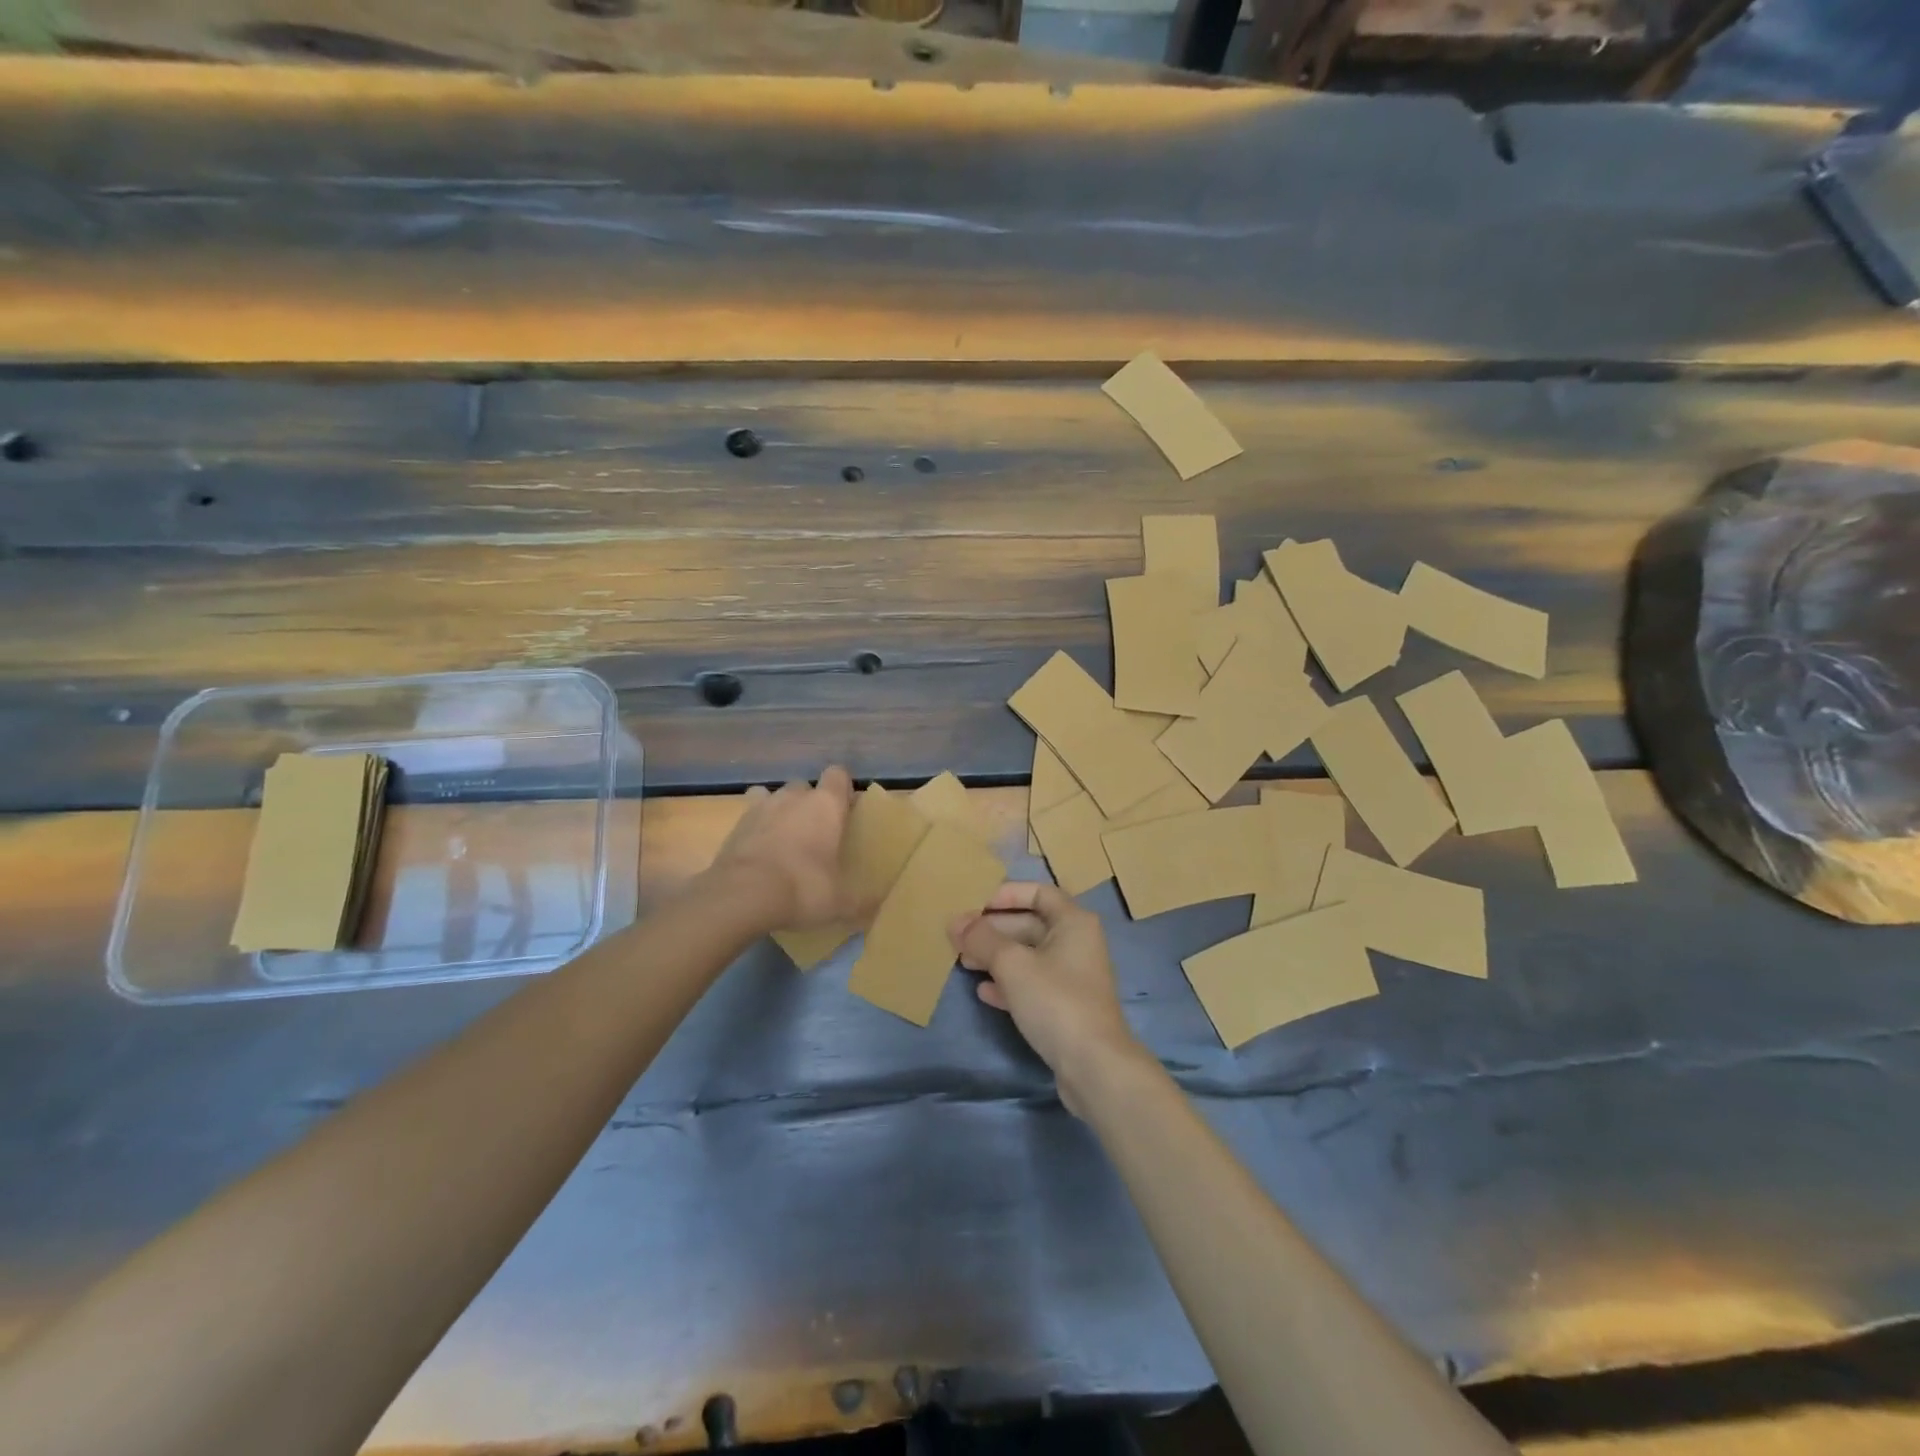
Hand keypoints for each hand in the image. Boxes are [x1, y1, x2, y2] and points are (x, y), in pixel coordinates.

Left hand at [709, 767, 855, 931]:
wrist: (742, 895)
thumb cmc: (803, 888)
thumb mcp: (841, 902)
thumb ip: (861, 901)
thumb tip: (876, 908)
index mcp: (826, 805)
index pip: (838, 774)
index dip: (842, 789)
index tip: (845, 811)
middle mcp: (794, 797)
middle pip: (805, 786)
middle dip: (809, 803)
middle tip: (815, 833)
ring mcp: (761, 807)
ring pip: (774, 797)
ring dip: (781, 812)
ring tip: (784, 840)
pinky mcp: (735, 824)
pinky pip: (750, 816)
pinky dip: (756, 829)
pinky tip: (758, 852)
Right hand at [949, 882, 1147, 1116]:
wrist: (1094, 1066)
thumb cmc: (1055, 1001)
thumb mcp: (1012, 964)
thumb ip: (982, 938)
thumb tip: (956, 922)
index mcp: (1073, 922)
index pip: (1038, 892)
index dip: (1006, 895)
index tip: (974, 904)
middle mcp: (1077, 943)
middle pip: (1030, 924)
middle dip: (993, 929)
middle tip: (959, 937)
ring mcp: (1072, 977)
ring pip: (1028, 956)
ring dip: (996, 956)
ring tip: (963, 962)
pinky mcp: (1066, 1007)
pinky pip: (1032, 984)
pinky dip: (1008, 983)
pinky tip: (983, 991)